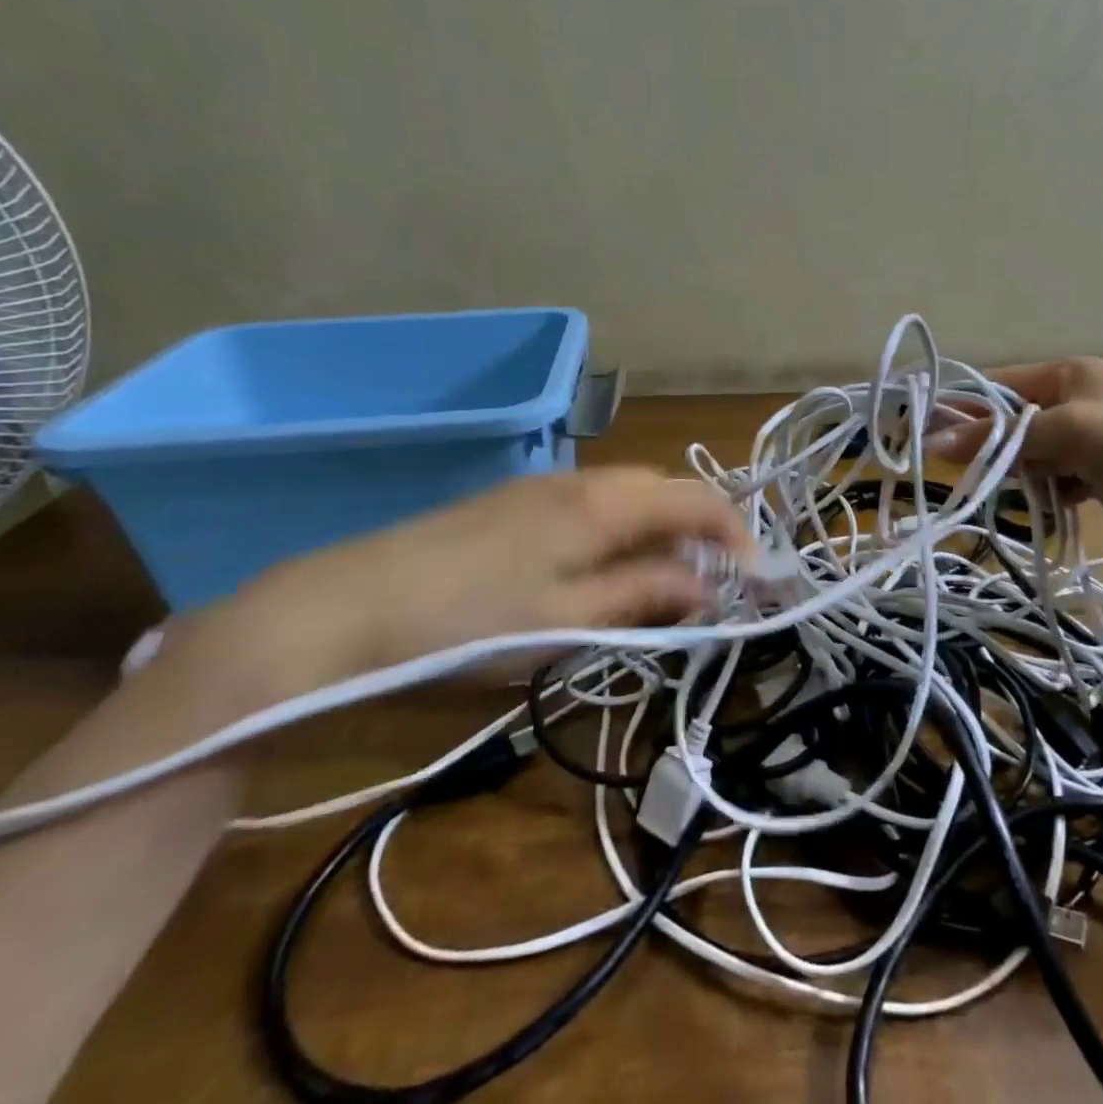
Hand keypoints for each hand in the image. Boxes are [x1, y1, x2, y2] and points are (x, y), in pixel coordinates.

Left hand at [197, 467, 755, 697]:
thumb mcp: (567, 622)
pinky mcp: (511, 504)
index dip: (738, 535)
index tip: (759, 581)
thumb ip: (644, 597)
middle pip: (664, 490)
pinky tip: (602, 573)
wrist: (343, 608)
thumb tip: (707, 587)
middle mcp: (581, 480)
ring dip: (659, 532)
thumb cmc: (468, 623)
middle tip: (714, 587)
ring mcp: (542, 487)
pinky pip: (590, 507)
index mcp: (603, 503)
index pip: (697, 500)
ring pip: (627, 497)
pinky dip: (619, 533)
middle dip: (700, 531)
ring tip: (665, 585)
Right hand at [931, 357, 1102, 563]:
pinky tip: (1043, 504)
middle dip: (987, 444)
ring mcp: (1085, 438)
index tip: (921, 430)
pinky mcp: (1095, 474)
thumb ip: (1002, 437)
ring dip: (1014, 472)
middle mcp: (1073, 399)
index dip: (960, 407)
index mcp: (1068, 374)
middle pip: (1008, 420)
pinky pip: (1049, 477)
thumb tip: (934, 444)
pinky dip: (1040, 491)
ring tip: (1008, 490)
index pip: (997, 385)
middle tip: (959, 470)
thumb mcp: (1067, 433)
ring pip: (1026, 452)